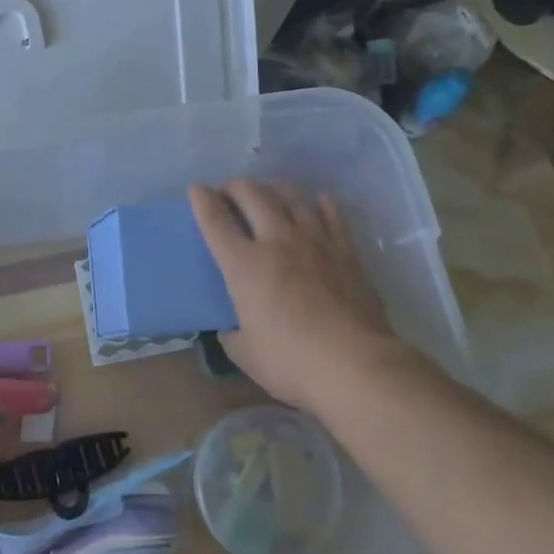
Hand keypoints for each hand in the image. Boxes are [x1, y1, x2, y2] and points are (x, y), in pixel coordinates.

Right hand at [189, 179, 405, 409]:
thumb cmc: (292, 363)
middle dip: (234, 188)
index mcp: (244, 265)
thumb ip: (233, 334)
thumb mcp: (246, 354)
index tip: (196, 190)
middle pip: (252, 195)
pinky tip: (319, 202)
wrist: (356, 365)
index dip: (202, 201)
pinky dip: (322, 205)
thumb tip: (231, 328)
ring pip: (291, 196)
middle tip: (229, 196)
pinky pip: (333, 216)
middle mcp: (277, 241)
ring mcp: (315, 241)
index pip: (216, 221)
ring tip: (268, 195)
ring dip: (273, 189)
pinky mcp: (346, 252)